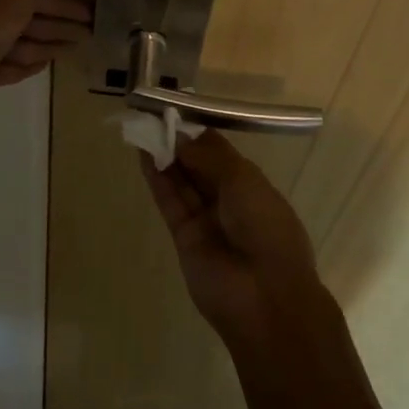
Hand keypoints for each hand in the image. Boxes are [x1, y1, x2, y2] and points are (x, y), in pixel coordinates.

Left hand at [0, 0, 91, 134]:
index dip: (67, 3)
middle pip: (31, 16)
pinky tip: (38, 68)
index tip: (93, 14)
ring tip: (70, 51)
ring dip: (44, 45)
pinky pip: (6, 66)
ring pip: (20, 42)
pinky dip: (22, 66)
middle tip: (90, 35)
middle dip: (60, 24)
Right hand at [139, 130, 335, 359]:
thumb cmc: (266, 228)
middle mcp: (228, 200)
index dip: (199, 133)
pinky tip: (144, 154)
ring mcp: (205, 219)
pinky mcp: (184, 237)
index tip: (177, 112)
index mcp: (252, 185)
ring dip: (164, 156)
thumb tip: (181, 137)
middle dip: (179, 142)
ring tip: (143, 128)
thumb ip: (209, 157)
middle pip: (198, 165)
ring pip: (181, 181)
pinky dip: (157, 178)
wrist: (264, 296)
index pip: (221, 153)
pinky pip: (170, 201)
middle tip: (153, 116)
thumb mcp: (243, 181)